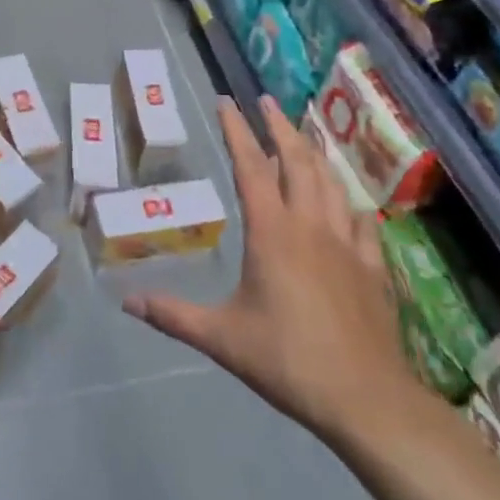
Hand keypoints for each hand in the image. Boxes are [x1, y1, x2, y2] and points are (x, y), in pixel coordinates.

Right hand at [123, 96, 419, 445]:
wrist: (367, 399)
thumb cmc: (288, 360)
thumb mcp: (222, 338)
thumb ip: (174, 316)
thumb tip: (127, 302)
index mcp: (272, 232)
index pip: (251, 167)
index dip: (237, 131)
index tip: (226, 101)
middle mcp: (310, 225)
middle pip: (296, 161)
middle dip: (279, 126)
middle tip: (266, 100)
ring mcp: (347, 243)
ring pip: (330, 183)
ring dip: (313, 153)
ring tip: (303, 134)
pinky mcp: (373, 267)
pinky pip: (361, 221)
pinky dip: (348, 201)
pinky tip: (347, 202)